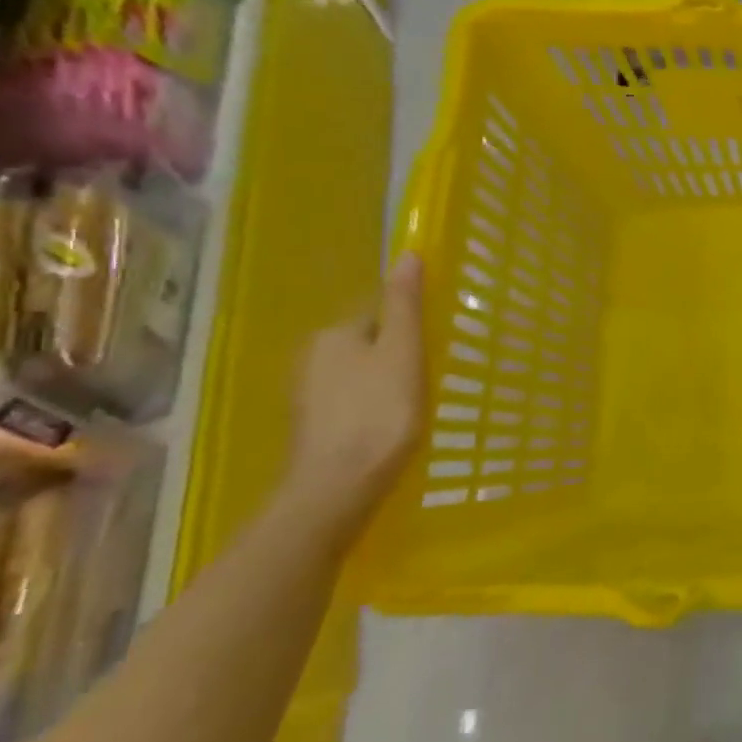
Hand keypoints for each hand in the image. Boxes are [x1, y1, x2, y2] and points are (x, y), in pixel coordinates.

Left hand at [277, 253, 425, 547]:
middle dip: (397, 356)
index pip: (379, 315)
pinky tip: (389, 427)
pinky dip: (371, 408)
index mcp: (334, 334)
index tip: (434, 349)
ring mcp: (307, 396)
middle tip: (430, 378)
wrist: (338, 487)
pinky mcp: (312, 427)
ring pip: (359, 375)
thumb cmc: (380, 412)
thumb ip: (405, 305)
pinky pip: (350, 402)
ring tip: (415, 405)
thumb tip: (408, 255)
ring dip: (384, 383)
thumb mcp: (403, 352)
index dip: (410, 330)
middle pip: (368, 344)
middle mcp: (312, 358)